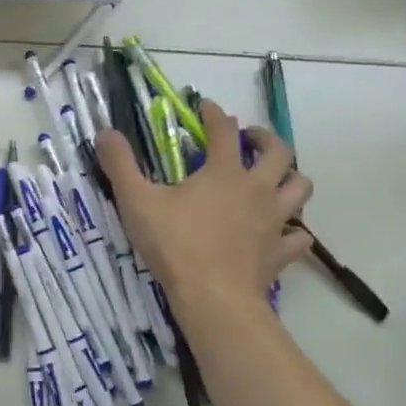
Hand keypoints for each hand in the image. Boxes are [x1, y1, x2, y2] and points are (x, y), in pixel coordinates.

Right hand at [95, 101, 311, 311]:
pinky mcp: (280, 253)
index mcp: (224, 172)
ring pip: (300, 188)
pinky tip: (282, 233)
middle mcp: (256, 189)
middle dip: (266, 139)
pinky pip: (299, 237)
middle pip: (278, 152)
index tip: (205, 107)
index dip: (215, 113)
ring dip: (290, 178)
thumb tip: (105, 132)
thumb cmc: (175, 245)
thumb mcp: (136, 201)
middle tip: (250, 139)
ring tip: (274, 179)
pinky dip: (294, 232)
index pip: (224, 130)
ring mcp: (274, 221)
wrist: (213, 298)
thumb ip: (120, 164)